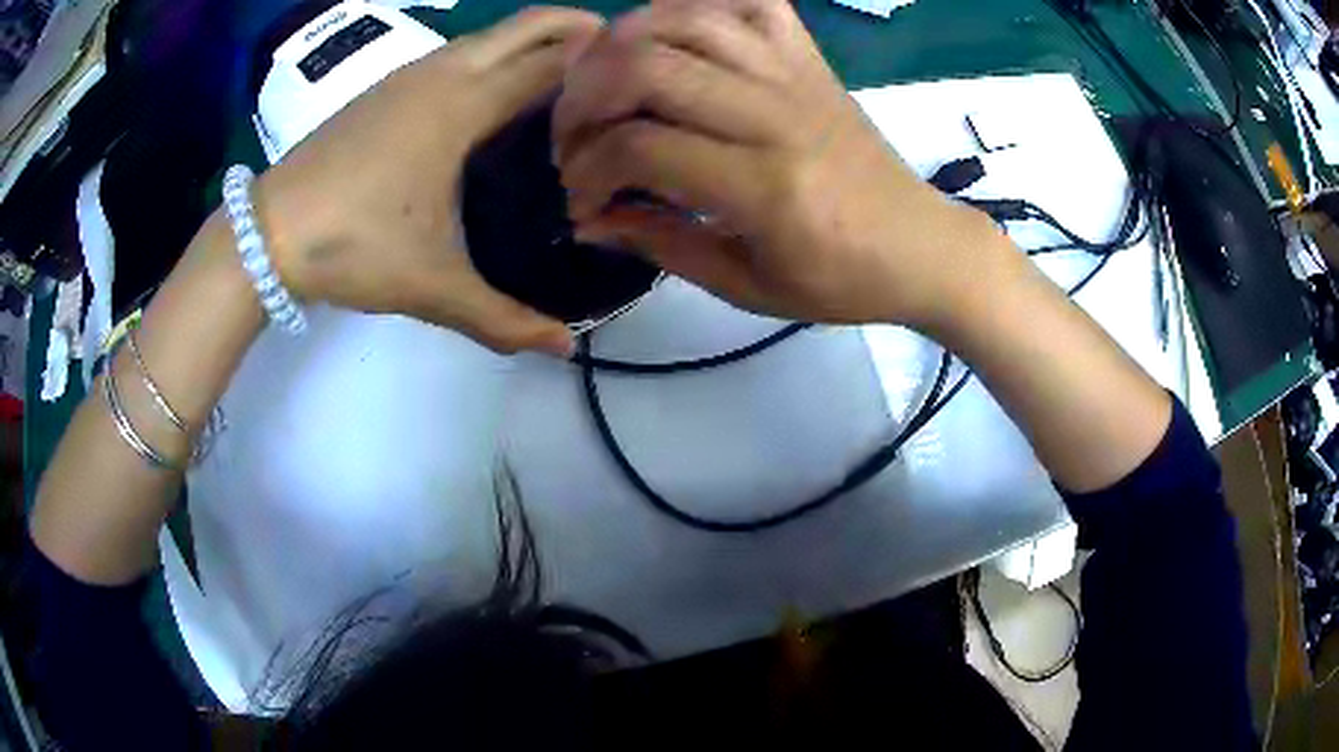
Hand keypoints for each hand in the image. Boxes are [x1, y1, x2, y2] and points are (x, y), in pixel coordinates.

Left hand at [257, 8, 603, 354]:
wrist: (269, 232)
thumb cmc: (354, 246)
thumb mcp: (434, 287)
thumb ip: (504, 319)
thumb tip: (565, 349)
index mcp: (464, 105)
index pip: (551, 62)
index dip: (598, 62)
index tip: (637, 74)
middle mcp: (443, 72)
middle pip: (526, 26)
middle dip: (577, 28)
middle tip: (618, 59)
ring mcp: (409, 74)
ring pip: (489, 34)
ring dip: (533, 39)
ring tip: (570, 71)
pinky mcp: (386, 87)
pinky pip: (458, 51)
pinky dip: (494, 54)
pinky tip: (498, 90)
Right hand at [554, 0, 1010, 330]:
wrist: (920, 246)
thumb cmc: (840, 280)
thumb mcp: (746, 285)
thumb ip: (661, 244)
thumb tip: (590, 219)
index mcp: (766, 188)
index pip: (640, 148)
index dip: (588, 171)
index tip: (580, 199)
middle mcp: (777, 115)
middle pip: (648, 68)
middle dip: (583, 100)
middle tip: (572, 138)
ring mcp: (796, 75)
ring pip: (686, 19)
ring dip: (621, 44)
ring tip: (602, 84)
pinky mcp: (810, 58)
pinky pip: (746, 2)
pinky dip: (691, 5)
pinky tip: (665, 36)